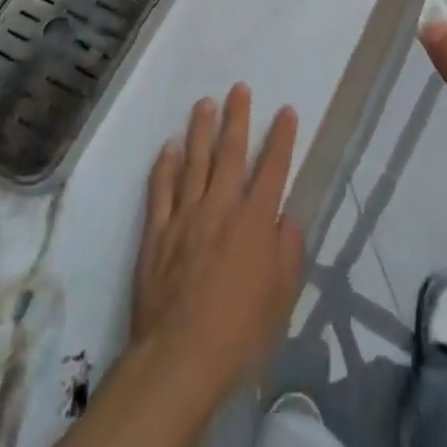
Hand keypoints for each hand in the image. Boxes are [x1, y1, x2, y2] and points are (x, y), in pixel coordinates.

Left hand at [132, 86, 304, 403]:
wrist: (180, 357)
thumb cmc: (240, 332)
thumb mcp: (282, 296)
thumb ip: (289, 251)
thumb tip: (289, 217)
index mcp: (255, 221)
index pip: (273, 168)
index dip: (282, 137)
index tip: (286, 111)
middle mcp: (221, 207)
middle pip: (231, 152)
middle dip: (237, 117)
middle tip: (239, 89)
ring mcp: (186, 216)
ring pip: (194, 161)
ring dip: (200, 130)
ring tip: (204, 103)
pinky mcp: (157, 231)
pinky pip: (161, 189)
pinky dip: (165, 165)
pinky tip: (168, 147)